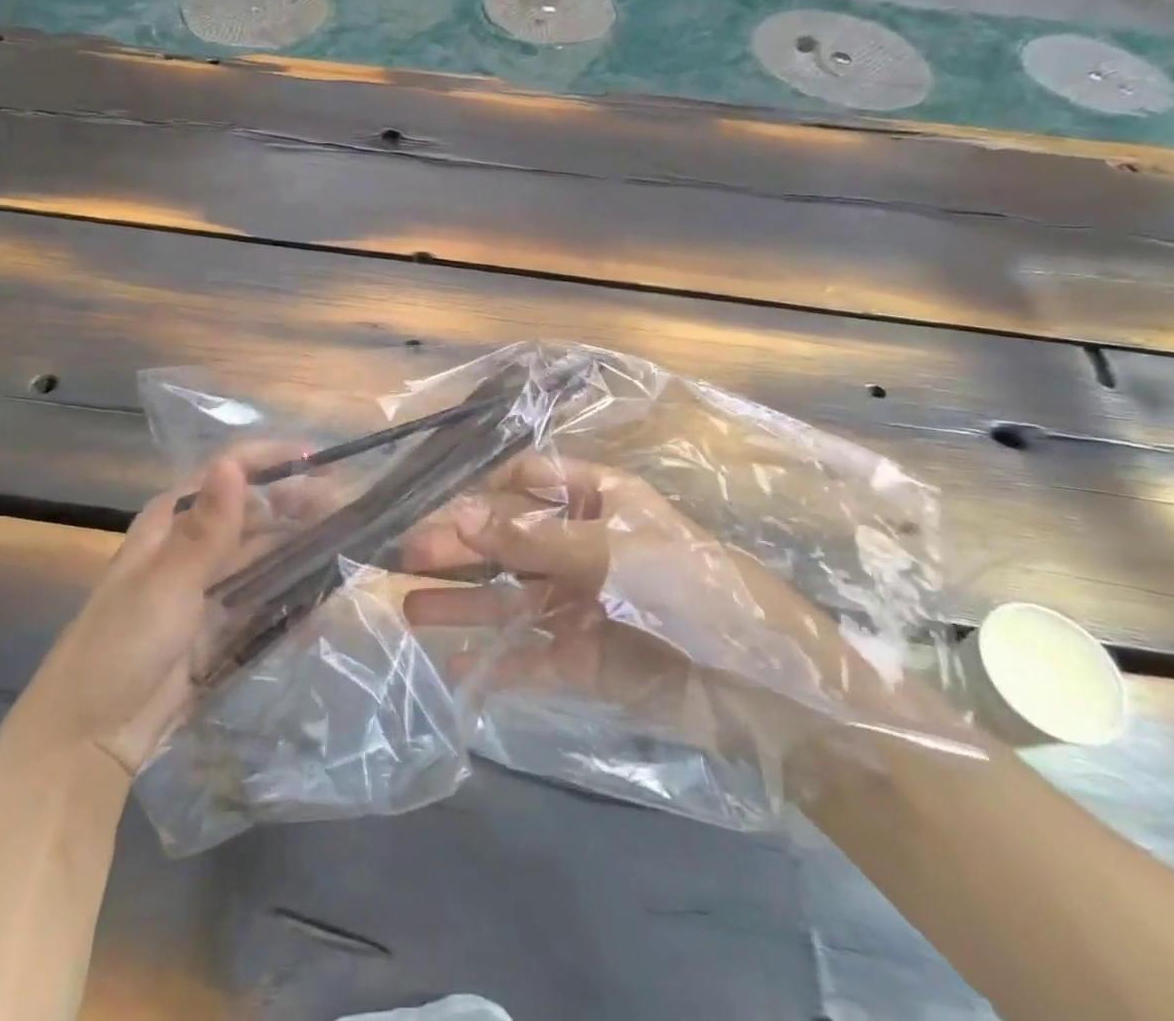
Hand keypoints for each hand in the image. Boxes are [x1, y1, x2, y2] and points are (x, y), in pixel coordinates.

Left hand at [16, 446, 342, 775]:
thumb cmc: (120, 646)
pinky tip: (325, 597)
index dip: (274, 460)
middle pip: (255, 512)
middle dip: (298, 506)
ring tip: (348, 546)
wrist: (89, 739)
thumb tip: (233, 463)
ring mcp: (209, 587)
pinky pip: (265, 600)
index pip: (229, 471)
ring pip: (265, 555)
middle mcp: (194, 544)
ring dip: (301, 548)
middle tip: (348, 511)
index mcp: (172, 519)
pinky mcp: (221, 626)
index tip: (322, 462)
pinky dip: (292, 596)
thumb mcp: (166, 583)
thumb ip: (208, 527)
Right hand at [399, 453, 884, 749]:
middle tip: (406, 559)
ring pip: (507, 597)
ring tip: (407, 608)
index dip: (484, 492)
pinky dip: (492, 662)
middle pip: (508, 539)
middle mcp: (582, 545)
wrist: (767, 692)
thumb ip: (535, 540)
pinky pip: (526, 655)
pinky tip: (452, 667)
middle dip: (459, 547)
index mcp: (598, 501)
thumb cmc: (693, 591)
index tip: (442, 511)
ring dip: (461, 602)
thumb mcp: (614, 552)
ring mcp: (579, 602)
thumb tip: (459, 514)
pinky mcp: (582, 658)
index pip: (528, 480)